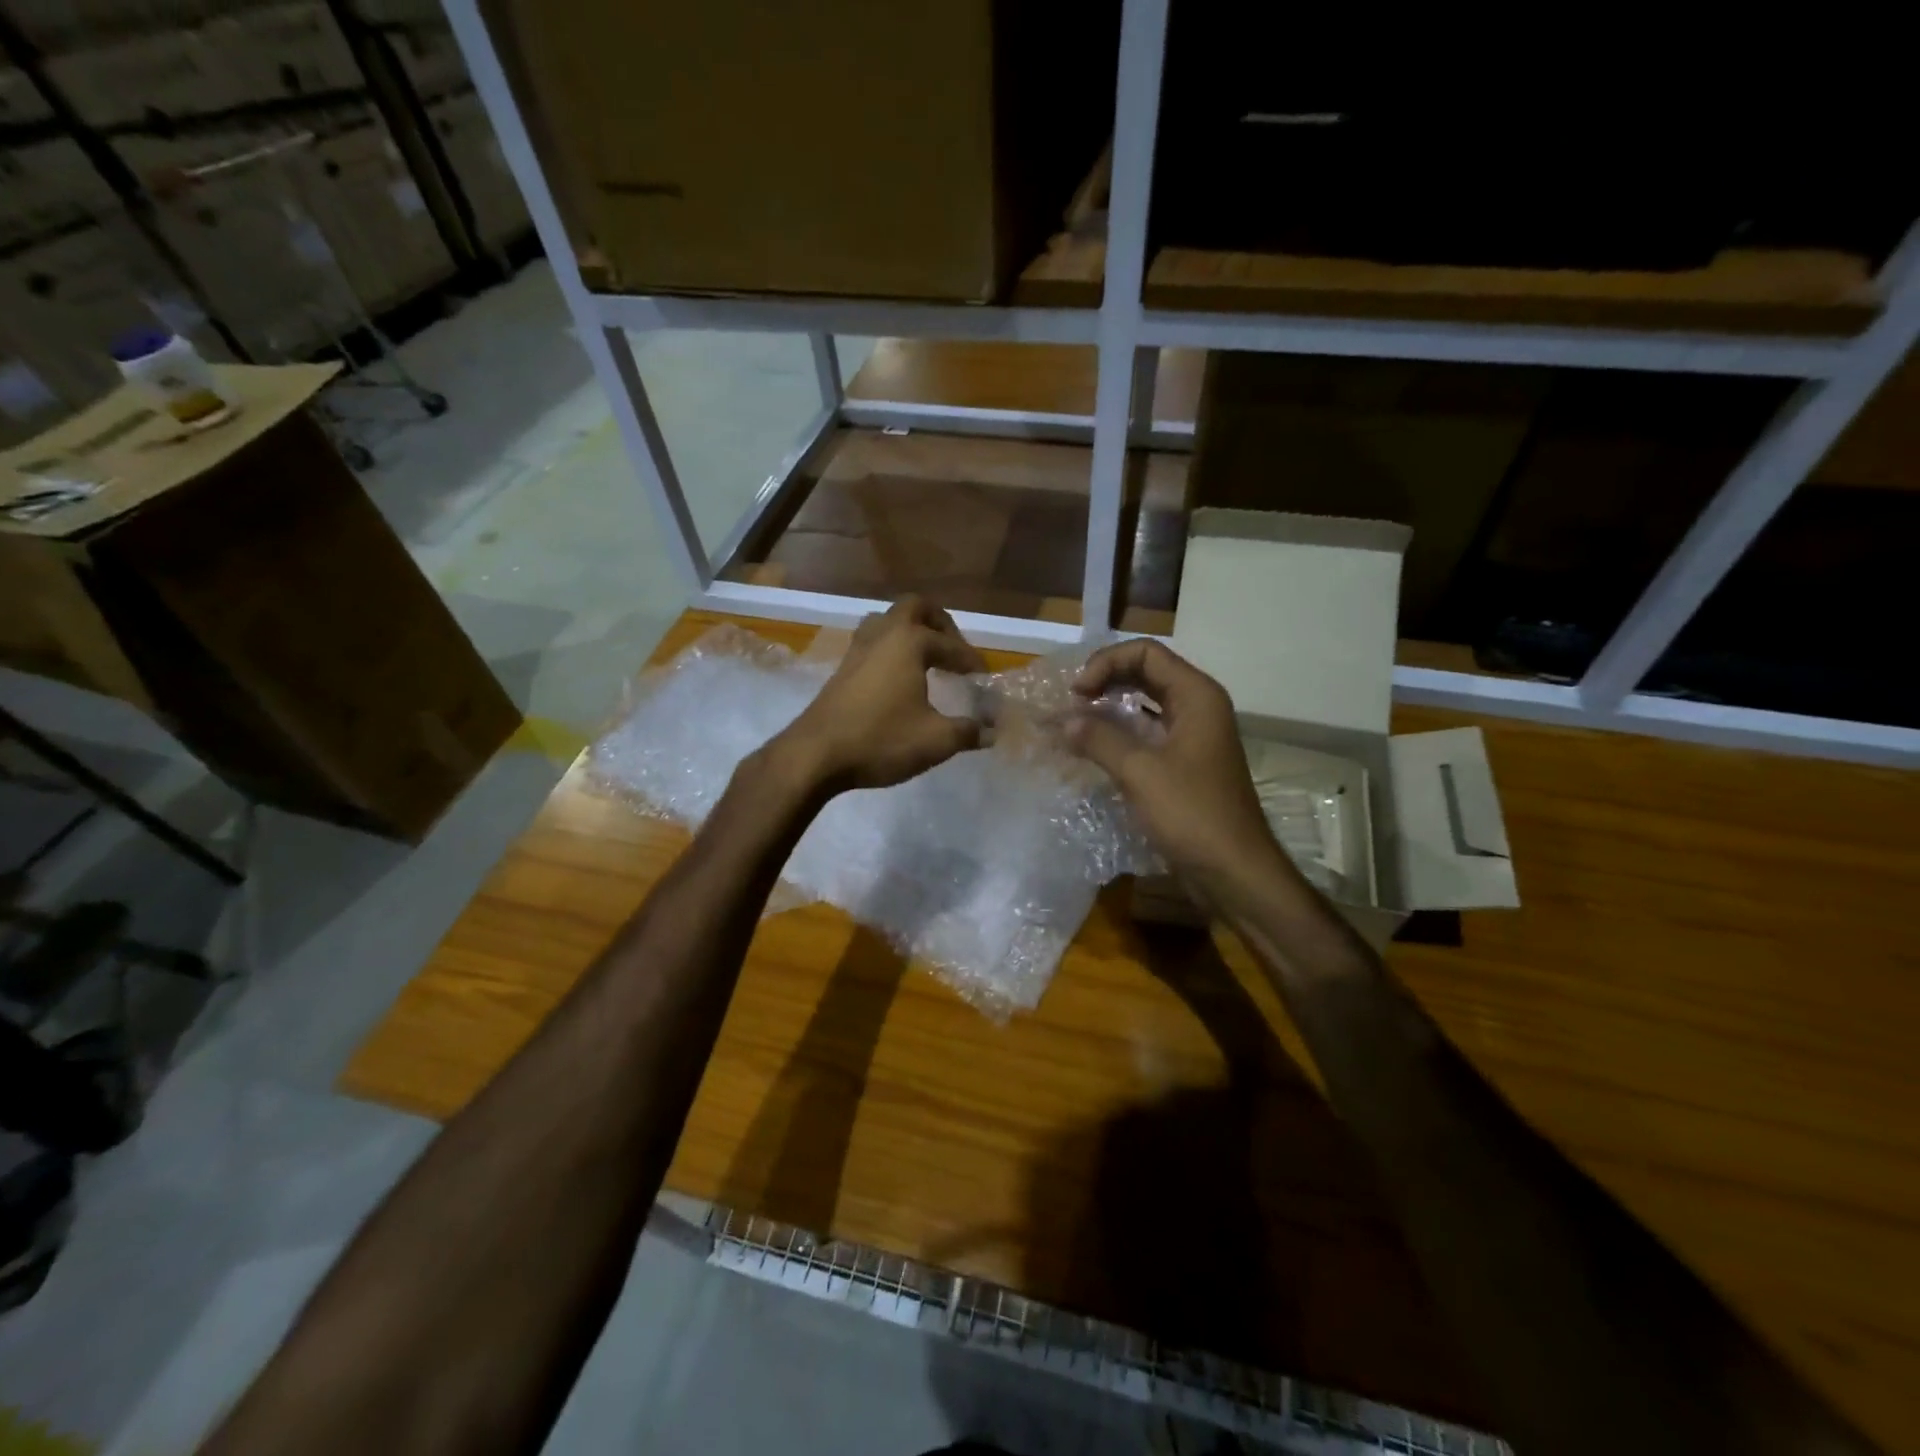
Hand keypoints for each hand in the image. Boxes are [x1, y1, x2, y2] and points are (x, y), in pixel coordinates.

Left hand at [775, 597, 986, 792]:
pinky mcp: (841, 669)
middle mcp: (882, 635)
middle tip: (953, 648)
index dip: (972, 661)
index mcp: (909, 642)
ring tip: (925, 658)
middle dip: (939, 623)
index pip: (950, 645)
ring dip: (909, 631)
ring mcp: (857, 650)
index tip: (984, 678)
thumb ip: (968, 732)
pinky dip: (891, 650)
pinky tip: (897, 679)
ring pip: (886, 621)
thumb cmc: (880, 740)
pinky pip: (871, 643)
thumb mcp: (935, 740)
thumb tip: (991, 732)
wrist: (815, 755)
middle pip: (914, 607)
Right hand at [1065, 639, 1287, 892]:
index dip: (1106, 663)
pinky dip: (1120, 735)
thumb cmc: (1192, 815)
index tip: (1076, 693)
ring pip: (1146, 705)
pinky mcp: (1185, 764)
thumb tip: (1065, 721)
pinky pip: (1148, 734)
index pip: (1146, 653)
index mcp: (1196, 696)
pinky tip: (1093, 748)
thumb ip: (1099, 739)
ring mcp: (1193, 737)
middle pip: (1146, 673)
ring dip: (1110, 708)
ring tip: (1075, 722)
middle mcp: (1198, 708)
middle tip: (1072, 703)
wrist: (1234, 872)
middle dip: (1105, 680)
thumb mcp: (1140, 773)